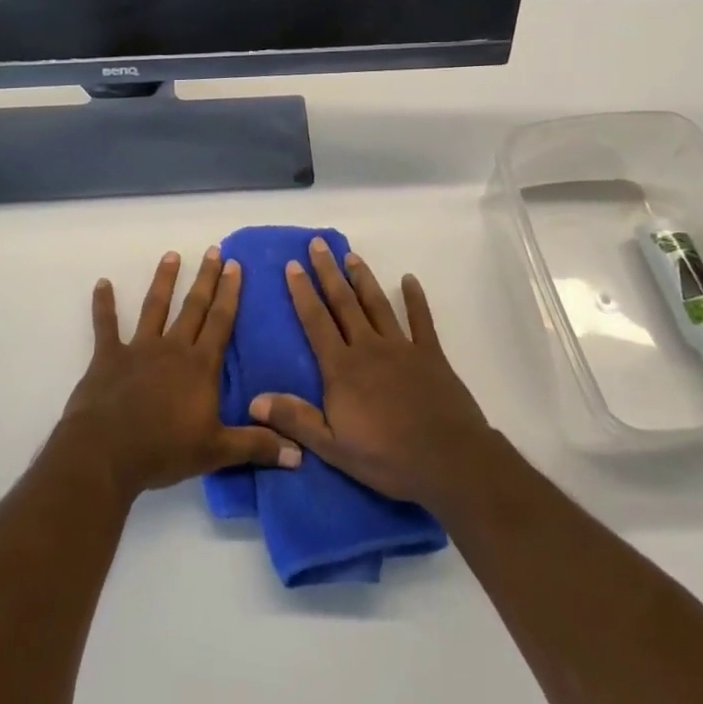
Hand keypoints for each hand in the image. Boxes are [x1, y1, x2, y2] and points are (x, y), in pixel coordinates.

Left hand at [58, 247, 299, 501]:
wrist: (107, 452)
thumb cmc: (164, 450)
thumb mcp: (217, 451)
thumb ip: (256, 445)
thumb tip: (300, 453)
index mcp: (200, 366)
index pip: (221, 321)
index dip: (230, 293)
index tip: (235, 264)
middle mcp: (173, 348)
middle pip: (194, 307)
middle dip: (206, 278)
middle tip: (214, 250)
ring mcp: (139, 348)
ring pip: (155, 307)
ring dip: (164, 280)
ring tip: (171, 255)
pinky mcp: (108, 356)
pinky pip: (106, 325)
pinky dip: (103, 304)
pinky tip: (102, 283)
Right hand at [248, 238, 492, 506]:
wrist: (448, 459)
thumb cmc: (387, 457)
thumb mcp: (333, 447)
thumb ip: (295, 420)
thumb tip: (254, 400)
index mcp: (342, 369)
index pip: (316, 322)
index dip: (303, 292)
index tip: (293, 265)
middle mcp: (368, 348)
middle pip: (344, 303)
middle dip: (328, 272)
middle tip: (318, 243)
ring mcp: (401, 347)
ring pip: (377, 304)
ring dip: (363, 278)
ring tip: (351, 255)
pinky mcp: (431, 354)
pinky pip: (422, 320)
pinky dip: (416, 299)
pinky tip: (410, 279)